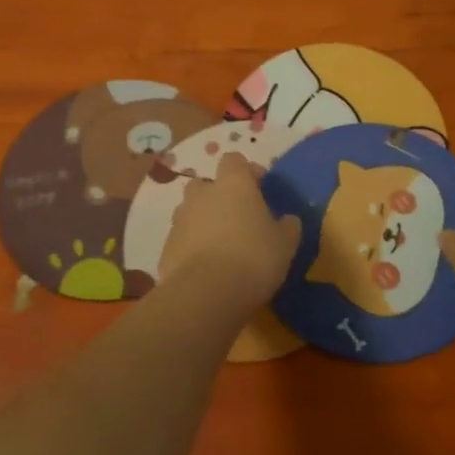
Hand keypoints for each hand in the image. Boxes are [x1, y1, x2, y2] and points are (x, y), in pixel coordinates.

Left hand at [161, 152, 300, 310]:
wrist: (205, 294)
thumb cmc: (253, 258)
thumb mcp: (285, 244)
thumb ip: (288, 227)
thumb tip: (288, 220)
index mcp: (234, 184)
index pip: (234, 160)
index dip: (247, 171)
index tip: (260, 188)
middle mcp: (203, 194)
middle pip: (208, 184)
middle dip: (220, 196)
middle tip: (238, 219)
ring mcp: (180, 219)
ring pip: (192, 211)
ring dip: (204, 222)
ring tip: (222, 247)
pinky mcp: (166, 247)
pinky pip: (182, 239)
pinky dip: (192, 247)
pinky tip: (207, 268)